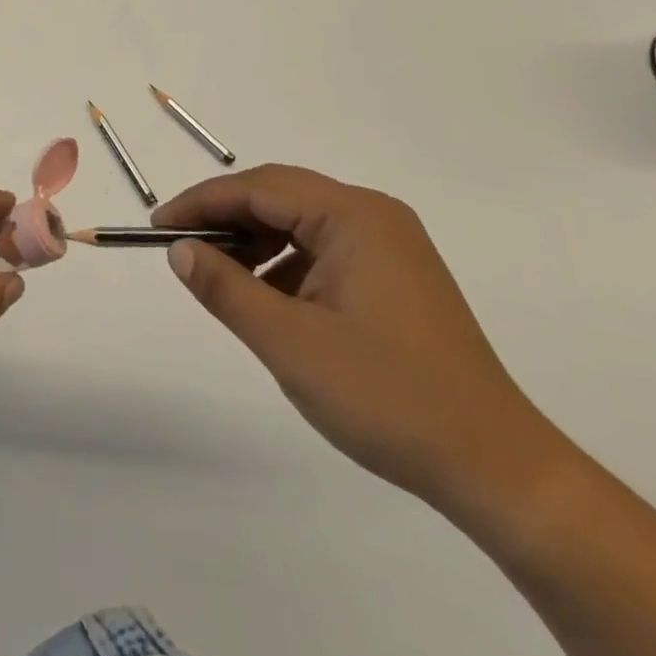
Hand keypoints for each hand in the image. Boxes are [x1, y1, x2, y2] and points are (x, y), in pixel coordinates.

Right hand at [154, 165, 568, 520]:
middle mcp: (373, 215)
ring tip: (220, 278)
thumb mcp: (289, 343)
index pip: (258, 188)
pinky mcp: (396, 276)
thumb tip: (179, 249)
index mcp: (353, 216)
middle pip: (280, 197)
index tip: (159, 226)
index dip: (202, 202)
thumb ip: (226, 289)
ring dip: (255, 243)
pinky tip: (268, 299)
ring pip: (301, 224)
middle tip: (181, 247)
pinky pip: (324, 250)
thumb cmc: (387, 395)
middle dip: (225, 218)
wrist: (496, 468)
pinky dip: (286, 265)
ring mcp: (390, 245)